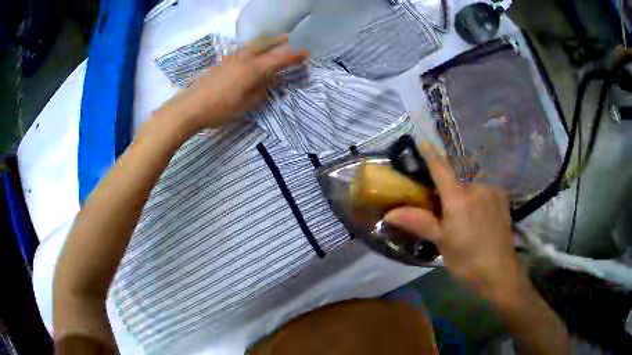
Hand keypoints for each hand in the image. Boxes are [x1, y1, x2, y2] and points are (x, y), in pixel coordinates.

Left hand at [160, 34, 308, 131]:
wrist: (190, 107)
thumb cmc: (220, 109)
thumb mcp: (246, 104)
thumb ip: (261, 90)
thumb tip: (269, 80)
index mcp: (254, 69)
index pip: (279, 59)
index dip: (294, 56)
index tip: (306, 54)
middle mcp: (244, 59)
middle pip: (264, 44)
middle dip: (278, 41)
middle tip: (288, 39)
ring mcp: (231, 58)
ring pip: (252, 45)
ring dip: (264, 42)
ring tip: (272, 41)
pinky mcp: (221, 62)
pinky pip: (242, 50)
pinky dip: (251, 48)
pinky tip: (250, 53)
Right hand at [385, 143, 520, 299]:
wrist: (499, 271)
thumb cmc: (467, 259)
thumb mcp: (441, 242)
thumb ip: (418, 222)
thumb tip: (390, 213)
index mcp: (459, 197)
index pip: (441, 167)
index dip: (430, 153)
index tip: (422, 140)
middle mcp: (477, 186)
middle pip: (458, 168)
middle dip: (447, 168)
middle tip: (439, 180)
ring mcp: (492, 189)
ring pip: (473, 175)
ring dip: (463, 178)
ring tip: (458, 195)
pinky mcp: (501, 197)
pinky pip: (484, 183)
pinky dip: (475, 186)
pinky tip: (475, 202)